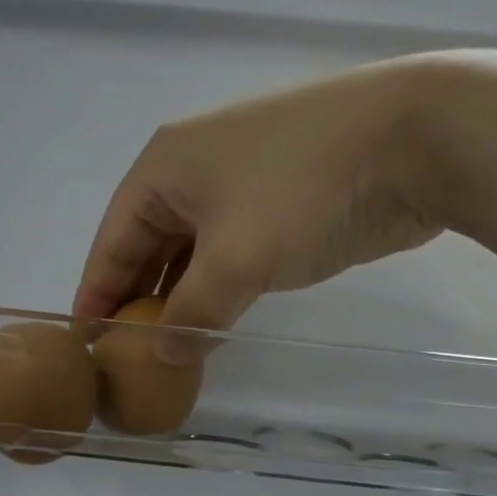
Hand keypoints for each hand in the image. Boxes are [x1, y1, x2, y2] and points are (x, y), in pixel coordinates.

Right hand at [73, 57, 453, 334]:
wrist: (413, 139)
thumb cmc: (304, 191)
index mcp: (164, 167)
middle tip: (124, 354)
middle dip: (137, 298)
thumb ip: (193, 314)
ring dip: (179, 296)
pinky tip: (214, 321)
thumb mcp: (236, 260)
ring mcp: (239, 182)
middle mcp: (192, 169)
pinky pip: (229, 251)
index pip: (112, 239)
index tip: (82, 340)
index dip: (96, 292)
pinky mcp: (279, 200)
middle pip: (147, 243)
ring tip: (165, 348)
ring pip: (191, 250)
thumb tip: (162, 356)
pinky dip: (216, 286)